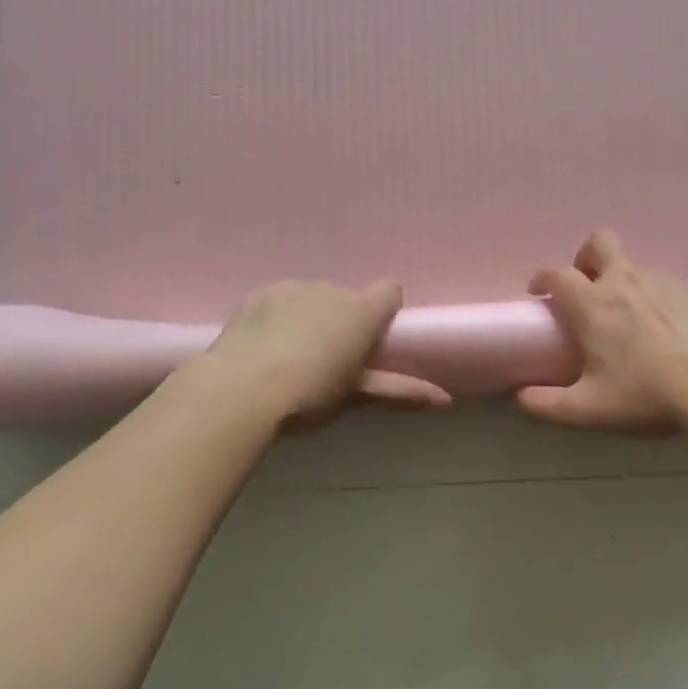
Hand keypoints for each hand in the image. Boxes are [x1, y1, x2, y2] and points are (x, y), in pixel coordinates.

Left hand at [204, 280, 451, 427]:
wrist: (240, 390)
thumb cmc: (310, 394)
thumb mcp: (356, 396)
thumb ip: (400, 392)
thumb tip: (446, 401)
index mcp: (362, 311)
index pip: (389, 291)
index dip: (384, 313)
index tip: (372, 342)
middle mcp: (332, 289)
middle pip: (347, 297)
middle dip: (342, 320)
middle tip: (328, 360)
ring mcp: (293, 287)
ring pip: (312, 297)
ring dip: (311, 316)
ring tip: (291, 355)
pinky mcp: (260, 293)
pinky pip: (280, 299)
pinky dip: (279, 315)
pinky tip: (264, 345)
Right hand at [519, 230, 687, 433]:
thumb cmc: (648, 393)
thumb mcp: (590, 409)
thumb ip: (548, 405)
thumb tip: (520, 399)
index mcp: (593, 303)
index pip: (557, 274)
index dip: (542, 278)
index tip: (539, 293)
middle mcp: (624, 280)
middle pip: (598, 241)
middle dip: (585, 257)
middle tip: (587, 287)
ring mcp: (661, 280)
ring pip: (632, 262)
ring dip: (620, 277)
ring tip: (627, 315)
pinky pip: (661, 280)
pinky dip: (651, 293)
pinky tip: (662, 325)